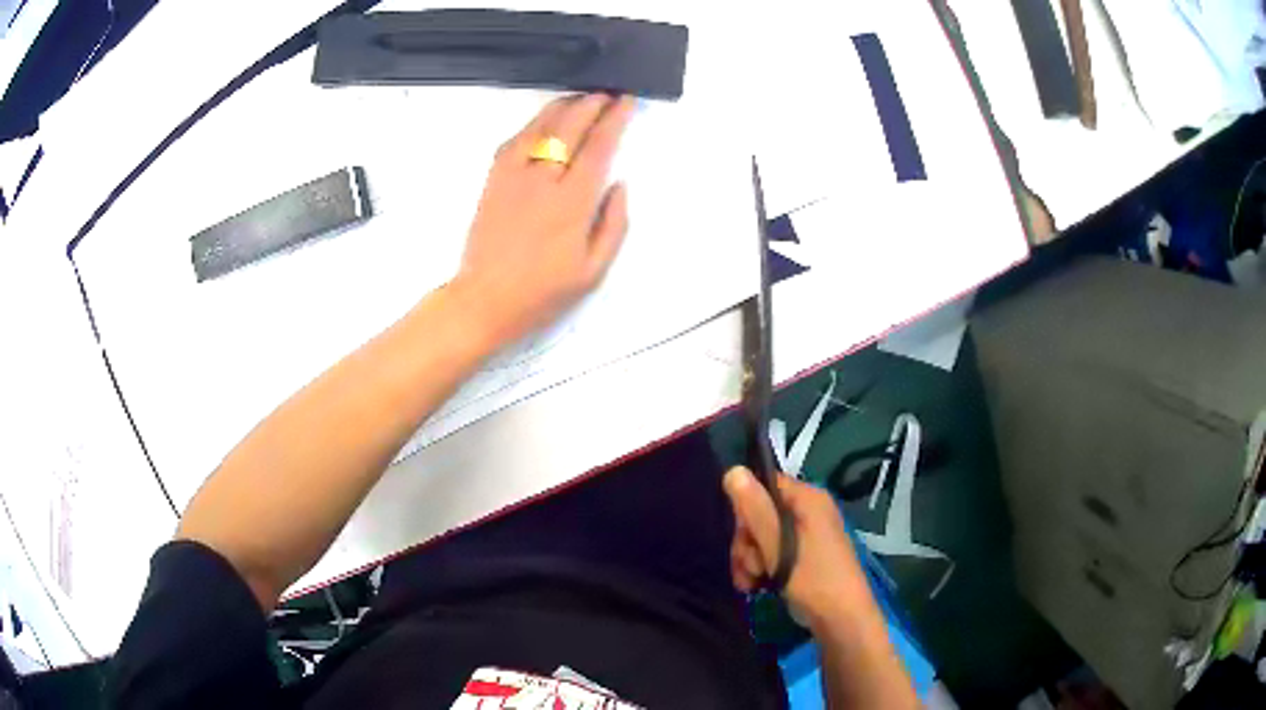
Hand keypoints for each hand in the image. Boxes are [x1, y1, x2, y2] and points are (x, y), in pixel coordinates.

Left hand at [454, 93, 634, 347]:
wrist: (485, 301)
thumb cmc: (543, 292)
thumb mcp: (593, 270)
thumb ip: (613, 224)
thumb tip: (619, 184)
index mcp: (572, 203)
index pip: (598, 146)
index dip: (614, 118)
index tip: (626, 101)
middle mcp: (542, 180)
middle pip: (569, 127)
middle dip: (591, 104)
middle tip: (607, 93)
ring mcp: (512, 177)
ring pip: (539, 127)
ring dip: (562, 107)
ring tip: (580, 98)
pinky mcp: (492, 181)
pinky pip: (513, 141)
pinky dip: (532, 125)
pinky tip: (543, 123)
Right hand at [723, 467, 871, 626]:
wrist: (840, 619)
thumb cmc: (812, 578)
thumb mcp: (778, 545)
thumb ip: (755, 510)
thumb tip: (732, 470)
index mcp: (808, 499)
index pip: (765, 485)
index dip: (747, 509)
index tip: (743, 535)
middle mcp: (808, 511)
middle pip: (760, 513)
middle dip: (747, 542)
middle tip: (749, 567)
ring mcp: (806, 535)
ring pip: (761, 537)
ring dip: (750, 560)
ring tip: (752, 582)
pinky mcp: (802, 556)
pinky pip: (772, 552)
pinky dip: (760, 568)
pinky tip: (755, 586)